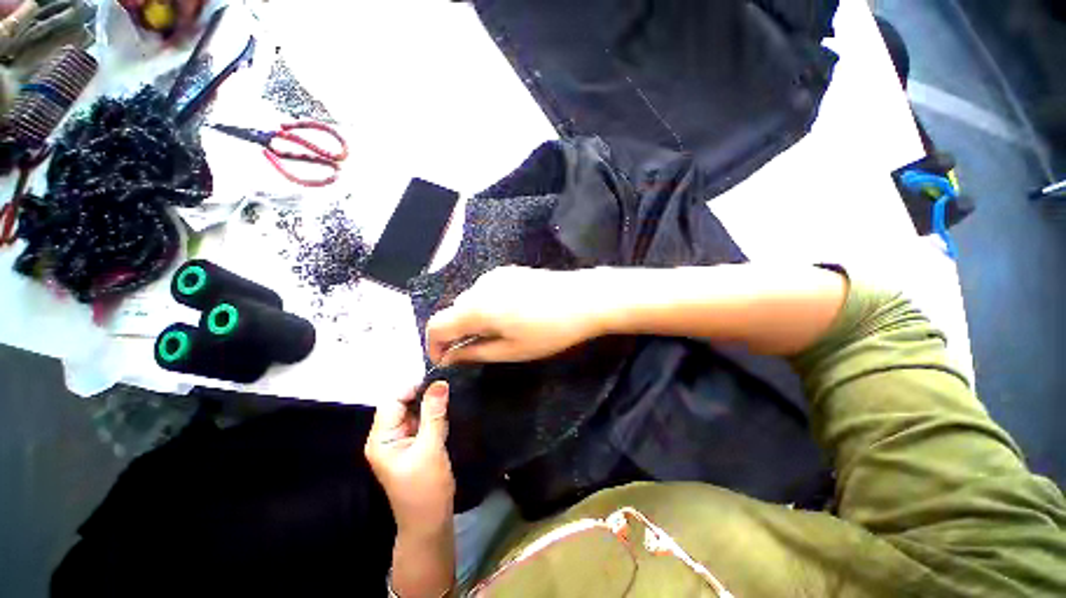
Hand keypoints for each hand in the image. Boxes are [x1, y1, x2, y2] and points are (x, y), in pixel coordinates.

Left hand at [364, 382, 454, 533]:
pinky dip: (434, 416)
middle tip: (448, 390)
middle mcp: (388, 436)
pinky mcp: (415, 445)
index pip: (392, 401)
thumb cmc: (426, 488)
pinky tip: (447, 414)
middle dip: (424, 396)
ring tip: (450, 400)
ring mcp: (401, 441)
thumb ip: (434, 414)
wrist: (430, 523)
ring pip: (415, 412)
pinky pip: (423, 422)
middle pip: (403, 404)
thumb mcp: (430, 448)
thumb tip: (440, 383)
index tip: (438, 383)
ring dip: (431, 405)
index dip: (413, 388)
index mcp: (382, 438)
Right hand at [427, 266, 609, 364]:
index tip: (444, 360)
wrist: (585, 298)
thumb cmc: (549, 330)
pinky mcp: (509, 271)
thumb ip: (475, 352)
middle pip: (453, 311)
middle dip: (456, 334)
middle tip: (474, 352)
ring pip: (470, 301)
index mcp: (476, 307)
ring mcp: (495, 275)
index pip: (436, 325)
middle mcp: (480, 286)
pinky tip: (509, 316)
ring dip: (473, 320)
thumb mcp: (512, 350)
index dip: (434, 345)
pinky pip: (486, 291)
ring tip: (497, 334)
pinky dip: (487, 307)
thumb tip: (450, 356)